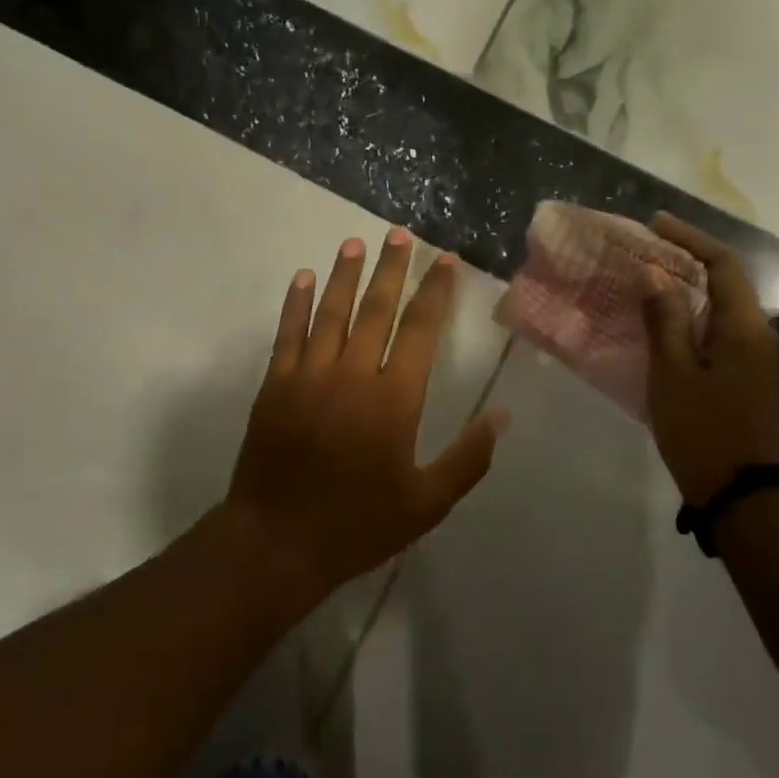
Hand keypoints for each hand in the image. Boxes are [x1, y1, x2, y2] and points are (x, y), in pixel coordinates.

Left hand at [227, 230, 508, 602]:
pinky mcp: (276, 385)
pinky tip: (305, 278)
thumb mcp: (427, 502)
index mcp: (395, 399)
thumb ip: (468, 458)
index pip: (422, 330)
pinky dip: (297, 303)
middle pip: (377, 309)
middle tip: (400, 234)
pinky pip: (288, 333)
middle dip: (392, 268)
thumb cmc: (359, 523)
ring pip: (332, 312)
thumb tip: (502, 416)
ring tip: (356, 242)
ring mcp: (310, 376)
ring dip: (346, 274)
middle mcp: (354, 374)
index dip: (435, 292)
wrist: (277, 542)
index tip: (444, 260)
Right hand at [641, 213, 778, 505]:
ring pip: (718, 304)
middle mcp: (755, 332)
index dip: (690, 238)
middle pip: (724, 279)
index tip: (655, 224)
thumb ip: (664, 319)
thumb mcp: (673, 372)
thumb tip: (654, 274)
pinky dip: (688, 313)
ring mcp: (752, 354)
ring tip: (645, 277)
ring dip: (685, 286)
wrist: (738, 491)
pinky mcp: (742, 372)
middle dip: (685, 258)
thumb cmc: (701, 428)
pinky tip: (658, 319)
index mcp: (743, 326)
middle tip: (643, 249)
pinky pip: (715, 327)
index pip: (722, 263)